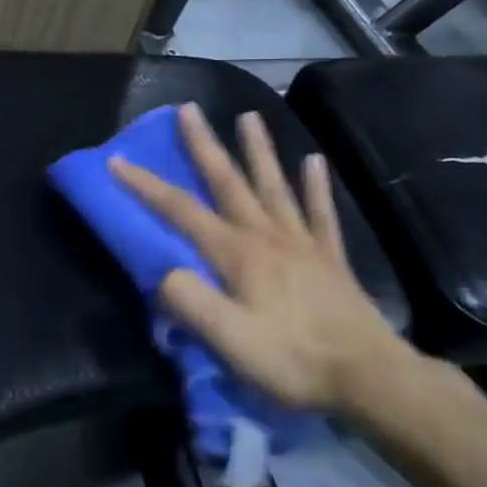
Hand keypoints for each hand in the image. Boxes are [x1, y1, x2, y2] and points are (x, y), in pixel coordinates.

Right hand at [110, 103, 414, 412]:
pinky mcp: (329, 259)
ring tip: (249, 115)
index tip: (117, 160)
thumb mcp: (228, 340)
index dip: (145, 185)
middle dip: (204, 144)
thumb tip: (163, 272)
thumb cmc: (292, 359)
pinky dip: (316, 186)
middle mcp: (266, 236)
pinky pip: (320, 213)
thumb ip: (189, 301)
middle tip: (189, 108)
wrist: (369, 378)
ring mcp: (302, 243)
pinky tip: (314, 161)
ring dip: (258, 150)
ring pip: (274, 186)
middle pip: (228, 181)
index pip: (180, 210)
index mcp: (236, 253)